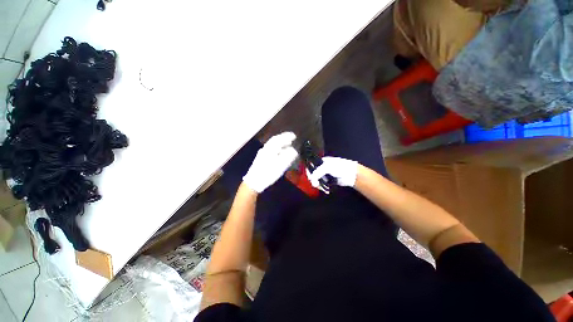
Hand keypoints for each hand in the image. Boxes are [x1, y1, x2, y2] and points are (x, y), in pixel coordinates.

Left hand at [243, 132, 297, 192]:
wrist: (254, 182)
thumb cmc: (268, 173)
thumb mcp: (280, 165)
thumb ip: (288, 156)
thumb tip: (294, 150)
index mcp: (270, 149)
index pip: (278, 139)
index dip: (286, 136)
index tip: (294, 136)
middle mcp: (265, 149)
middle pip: (274, 140)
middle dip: (283, 138)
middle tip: (291, 139)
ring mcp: (262, 154)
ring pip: (272, 145)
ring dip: (280, 143)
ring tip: (287, 145)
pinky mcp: (261, 159)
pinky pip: (271, 149)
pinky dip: (277, 148)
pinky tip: (279, 153)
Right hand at [308, 157, 358, 190]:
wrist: (351, 174)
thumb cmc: (339, 167)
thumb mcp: (326, 167)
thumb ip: (317, 172)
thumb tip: (311, 180)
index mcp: (321, 162)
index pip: (311, 166)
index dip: (309, 173)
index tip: (311, 178)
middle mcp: (322, 168)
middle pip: (313, 175)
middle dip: (314, 180)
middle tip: (316, 184)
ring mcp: (326, 175)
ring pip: (317, 181)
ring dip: (319, 185)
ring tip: (322, 188)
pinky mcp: (329, 181)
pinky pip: (323, 185)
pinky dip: (323, 188)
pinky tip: (326, 190)